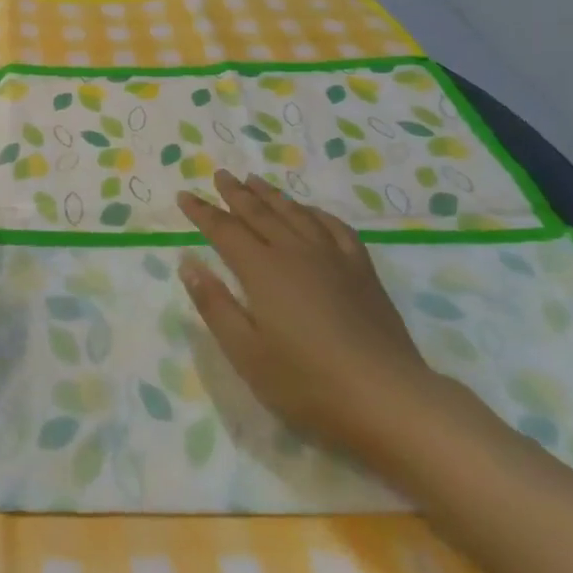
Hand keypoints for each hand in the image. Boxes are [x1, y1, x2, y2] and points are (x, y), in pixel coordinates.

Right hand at [177, 170, 443, 462]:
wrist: (388, 399)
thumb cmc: (308, 383)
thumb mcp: (246, 353)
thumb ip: (214, 304)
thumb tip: (188, 262)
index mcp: (262, 270)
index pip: (224, 230)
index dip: (202, 212)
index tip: (184, 195)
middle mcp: (295, 252)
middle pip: (260, 213)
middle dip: (236, 193)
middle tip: (220, 174)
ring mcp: (333, 259)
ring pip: (296, 214)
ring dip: (272, 195)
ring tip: (255, 180)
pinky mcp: (362, 271)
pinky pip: (335, 228)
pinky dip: (317, 213)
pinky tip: (310, 211)